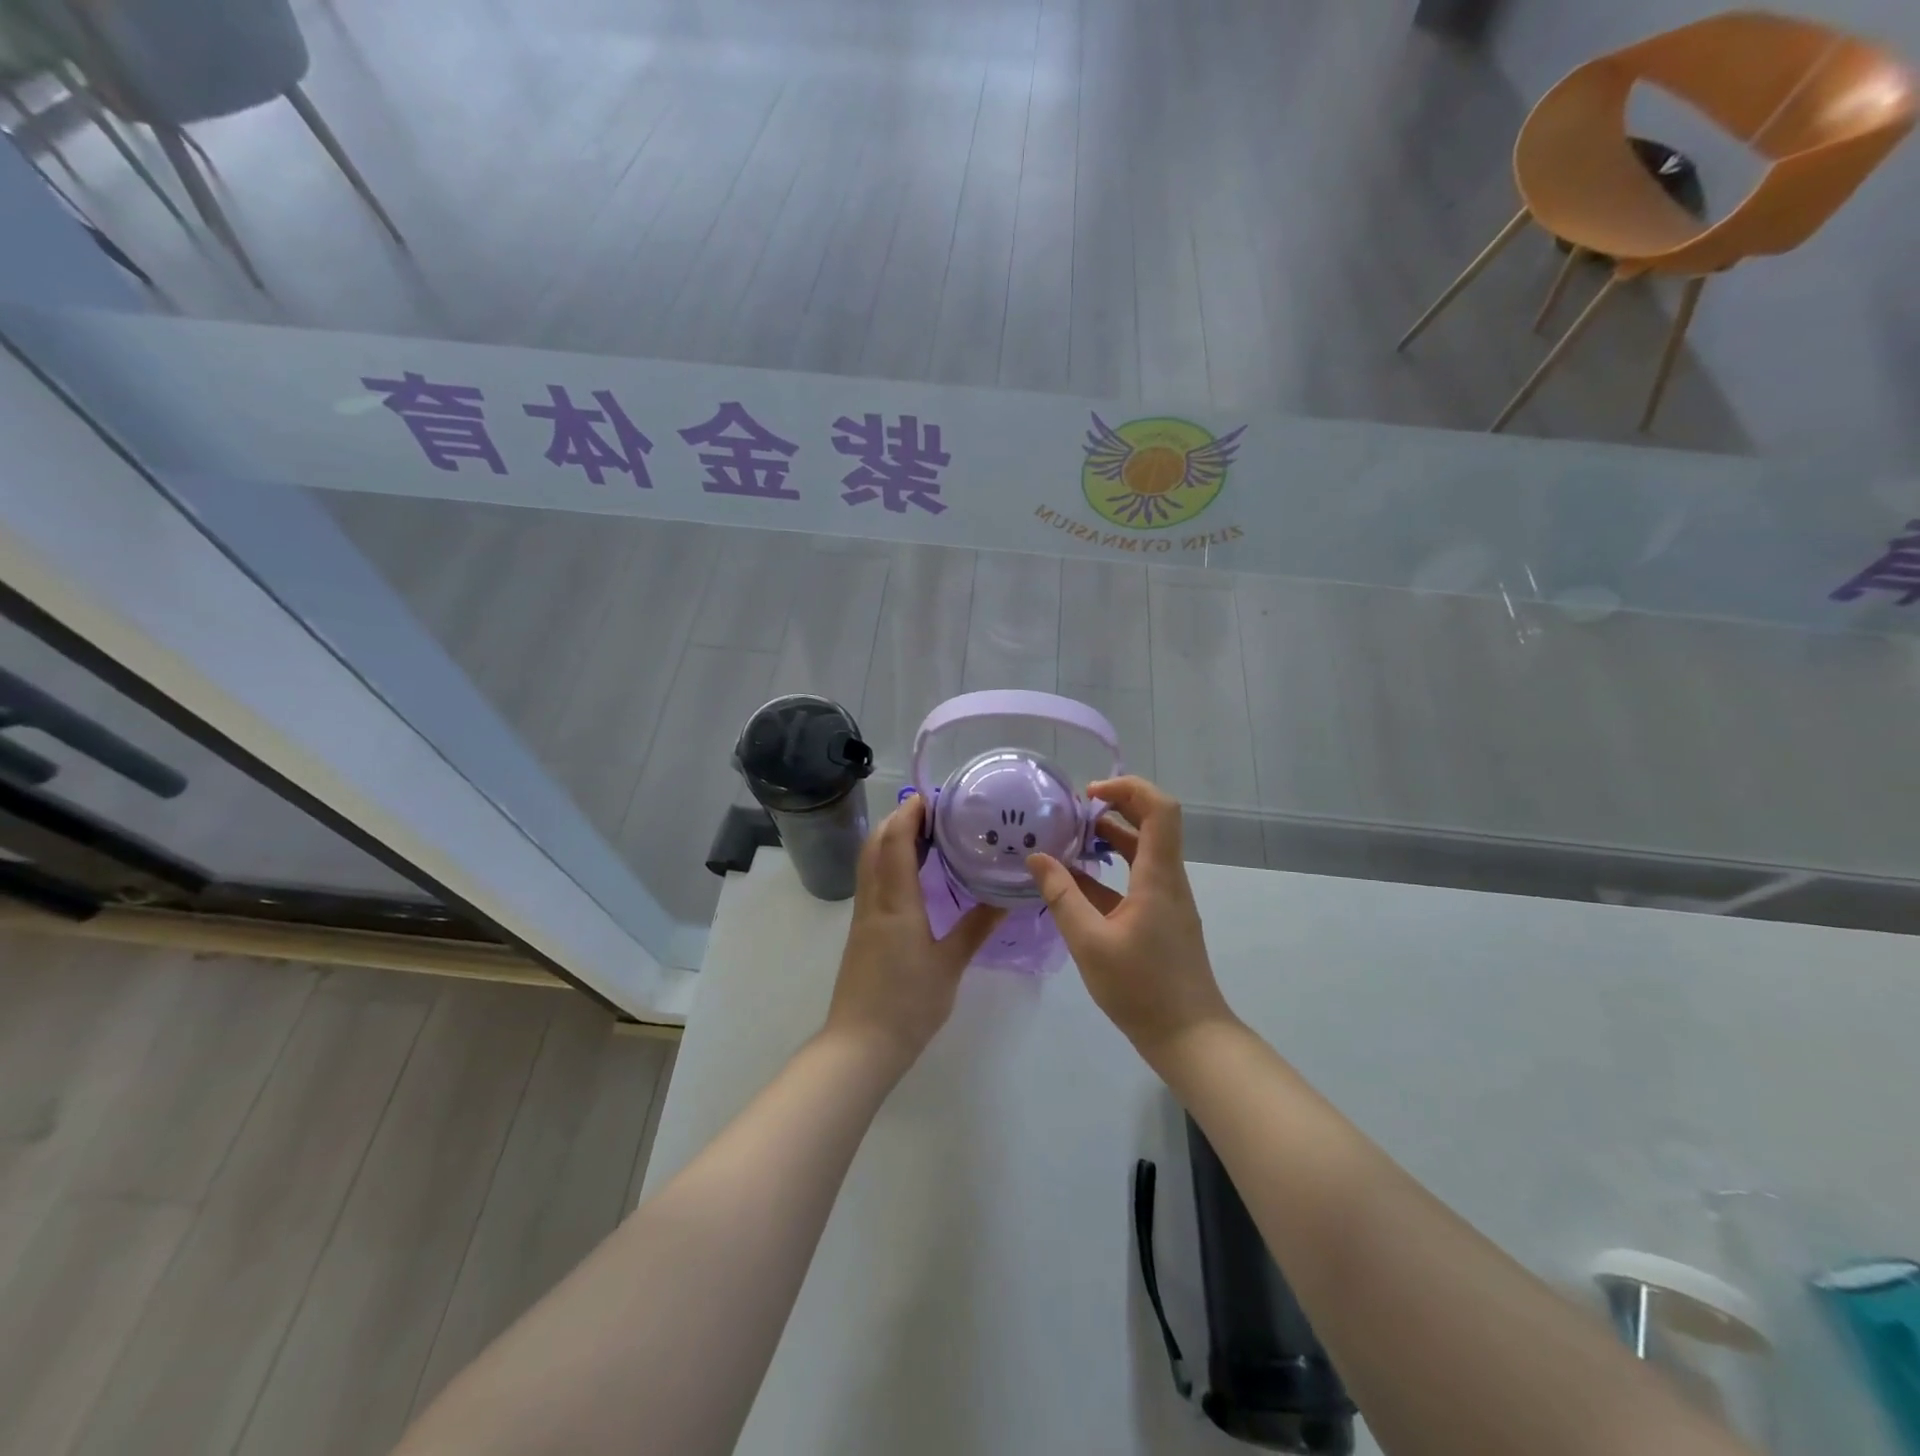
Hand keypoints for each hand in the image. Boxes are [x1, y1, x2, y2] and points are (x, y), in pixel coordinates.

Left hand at [825, 794, 1001, 1076]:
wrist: (861, 1045)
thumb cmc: (908, 1004)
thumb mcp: (950, 965)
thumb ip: (977, 927)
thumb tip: (1007, 897)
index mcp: (895, 902)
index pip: (895, 841)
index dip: (910, 813)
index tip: (934, 797)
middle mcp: (874, 900)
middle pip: (876, 844)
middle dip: (899, 820)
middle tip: (935, 813)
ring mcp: (863, 915)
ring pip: (870, 861)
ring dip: (892, 839)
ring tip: (928, 835)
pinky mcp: (862, 930)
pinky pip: (873, 881)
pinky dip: (889, 862)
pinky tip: (914, 874)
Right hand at [1026, 776, 1235, 1065]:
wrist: (1188, 1036)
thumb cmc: (1141, 988)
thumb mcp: (1089, 942)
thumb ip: (1061, 897)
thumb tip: (1037, 858)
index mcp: (1158, 877)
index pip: (1160, 809)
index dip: (1128, 788)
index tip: (1089, 794)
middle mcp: (1168, 879)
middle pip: (1153, 822)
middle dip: (1115, 806)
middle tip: (1074, 811)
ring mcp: (1167, 898)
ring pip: (1144, 850)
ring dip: (1111, 836)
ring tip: (1070, 838)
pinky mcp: (1161, 917)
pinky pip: (1137, 877)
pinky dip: (1110, 869)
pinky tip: (1076, 880)